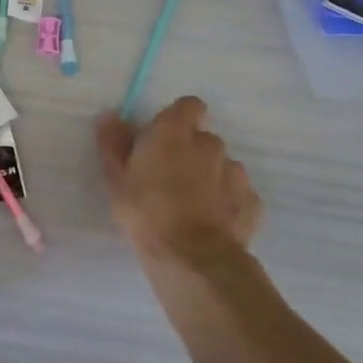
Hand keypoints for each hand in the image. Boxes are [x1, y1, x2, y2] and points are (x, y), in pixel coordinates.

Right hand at [96, 98, 261, 281]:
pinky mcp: (251, 202)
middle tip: (168, 176)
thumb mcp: (116, 178)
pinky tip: (211, 221)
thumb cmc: (144, 211)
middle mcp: (209, 145)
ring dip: (208, 175)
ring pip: (222, 165)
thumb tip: (110, 116)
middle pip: (203, 138)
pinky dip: (226, 201)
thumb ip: (113, 144)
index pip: (188, 106)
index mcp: (174, 132)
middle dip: (189, 151)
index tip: (161, 137)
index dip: (176, 118)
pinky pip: (237, 193)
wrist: (191, 256)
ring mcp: (235, 173)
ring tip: (190, 203)